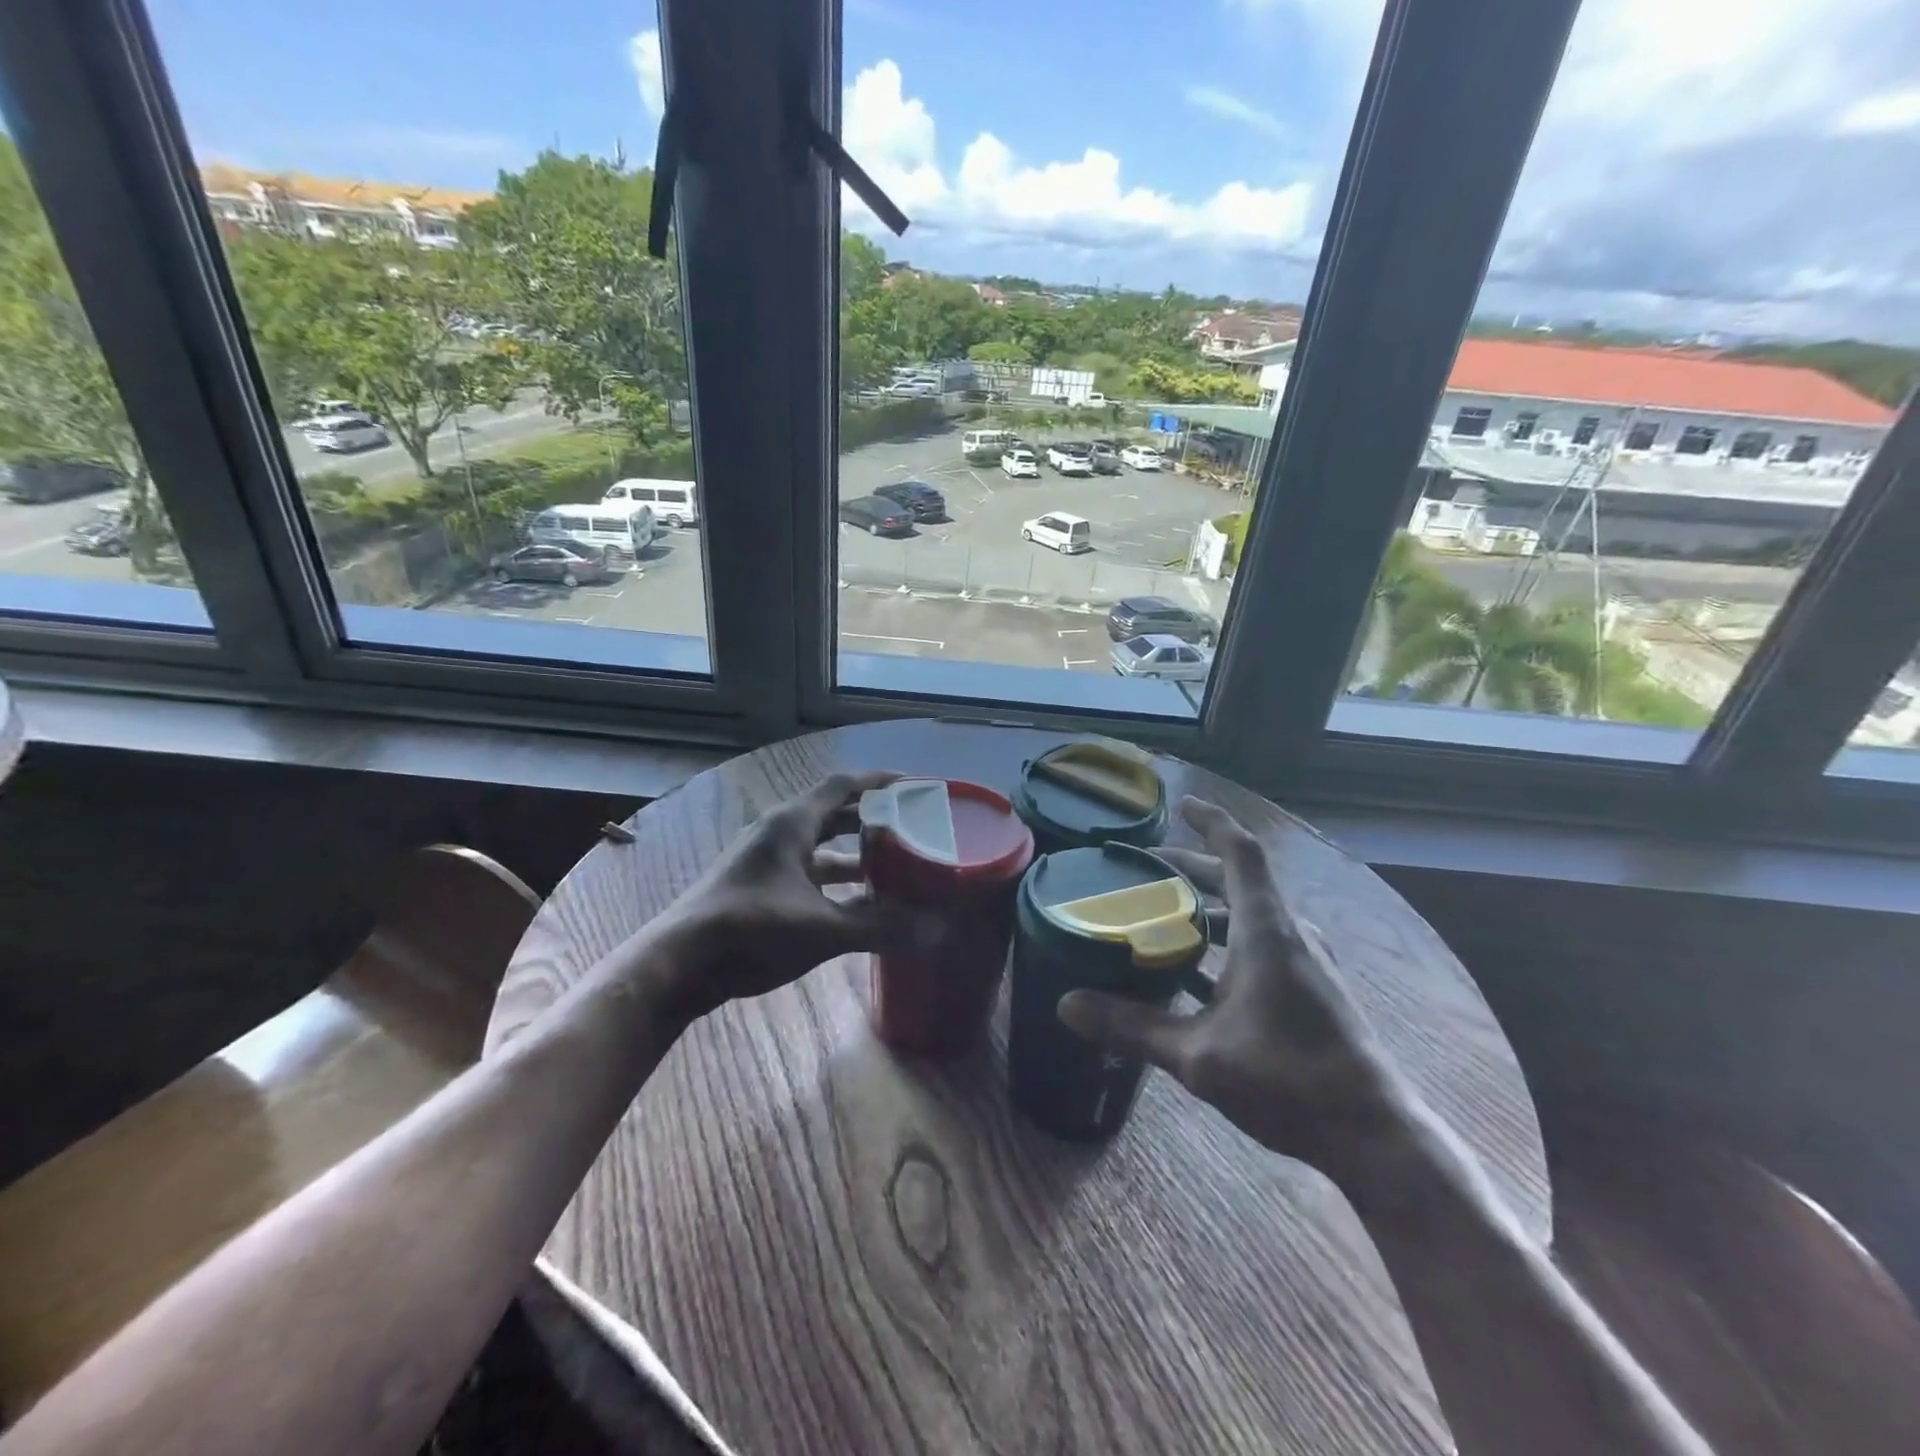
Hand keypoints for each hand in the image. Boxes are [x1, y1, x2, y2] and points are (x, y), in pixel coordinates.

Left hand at [645, 771, 921, 1021]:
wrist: (679, 964)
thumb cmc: (751, 931)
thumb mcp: (822, 929)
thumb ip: (878, 927)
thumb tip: (934, 931)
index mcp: (792, 824)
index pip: (843, 785)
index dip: (880, 782)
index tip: (915, 786)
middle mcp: (779, 832)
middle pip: (834, 812)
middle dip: (873, 818)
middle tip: (912, 827)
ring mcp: (765, 859)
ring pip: (820, 845)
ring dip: (854, 852)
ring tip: (894, 864)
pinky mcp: (758, 885)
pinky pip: (806, 869)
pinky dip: (834, 878)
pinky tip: (856, 901)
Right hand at [1057, 797, 1408, 1173]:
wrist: (1373, 1134)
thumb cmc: (1287, 1078)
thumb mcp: (1197, 1054)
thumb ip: (1131, 1027)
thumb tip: (1065, 1005)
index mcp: (1267, 929)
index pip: (1240, 852)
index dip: (1210, 821)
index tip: (1180, 805)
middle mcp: (1289, 933)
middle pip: (1237, 881)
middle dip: (1192, 869)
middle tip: (1146, 870)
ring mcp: (1304, 961)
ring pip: (1248, 916)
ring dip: (1206, 909)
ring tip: (1161, 918)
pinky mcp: (1309, 989)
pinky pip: (1260, 946)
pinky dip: (1224, 944)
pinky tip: (1192, 976)